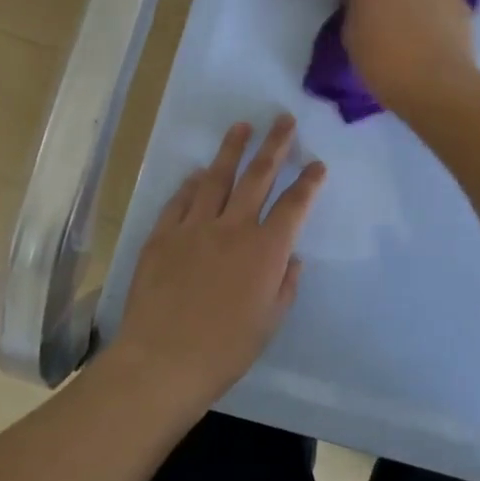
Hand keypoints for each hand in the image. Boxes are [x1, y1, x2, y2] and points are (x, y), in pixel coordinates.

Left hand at [109, 116, 324, 413]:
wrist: (162, 360)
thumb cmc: (225, 349)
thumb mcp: (269, 322)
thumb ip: (285, 285)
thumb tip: (292, 258)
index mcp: (265, 250)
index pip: (294, 205)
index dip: (308, 182)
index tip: (316, 164)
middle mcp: (233, 228)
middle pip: (257, 176)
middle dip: (274, 145)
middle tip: (283, 120)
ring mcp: (194, 227)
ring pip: (216, 178)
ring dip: (231, 150)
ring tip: (241, 127)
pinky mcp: (162, 235)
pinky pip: (180, 200)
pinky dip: (191, 184)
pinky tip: (196, 173)